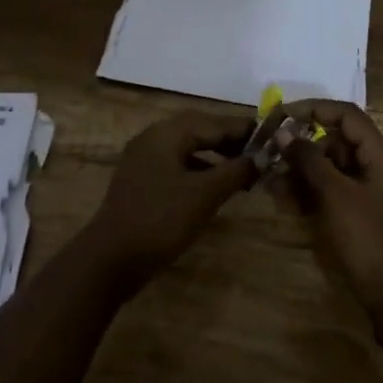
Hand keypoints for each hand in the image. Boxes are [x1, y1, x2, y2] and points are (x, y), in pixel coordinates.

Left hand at [81, 111, 256, 293]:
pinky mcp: (142, 182)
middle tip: (260, 153)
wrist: (110, 259)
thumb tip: (261, 157)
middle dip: (230, 141)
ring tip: (243, 171)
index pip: (213, 122)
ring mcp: (144, 160)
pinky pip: (177, 166)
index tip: (271, 135)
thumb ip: (235, 172)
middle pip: (199, 131)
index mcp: (167, 133)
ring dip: (215, 157)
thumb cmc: (160, 220)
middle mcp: (153, 138)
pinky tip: (215, 188)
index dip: (243, 129)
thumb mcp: (204, 195)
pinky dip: (199, 172)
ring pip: (188, 149)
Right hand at [282, 101, 382, 326]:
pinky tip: (282, 199)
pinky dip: (307, 191)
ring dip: (299, 170)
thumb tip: (283, 132)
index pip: (345, 115)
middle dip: (300, 145)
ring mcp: (365, 190)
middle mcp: (373, 166)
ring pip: (327, 167)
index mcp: (379, 154)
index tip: (282, 114)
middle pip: (334, 140)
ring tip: (269, 180)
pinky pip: (328, 190)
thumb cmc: (369, 239)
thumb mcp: (336, 195)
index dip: (314, 109)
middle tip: (269, 152)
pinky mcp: (356, 212)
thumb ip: (309, 160)